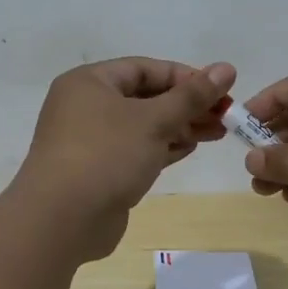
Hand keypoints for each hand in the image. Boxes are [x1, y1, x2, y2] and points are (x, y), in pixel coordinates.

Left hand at [12, 57, 235, 260]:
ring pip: (142, 125)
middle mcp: (86, 106)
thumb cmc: (106, 155)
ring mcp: (90, 141)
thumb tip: (226, 68)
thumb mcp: (154, 120)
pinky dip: (162, 147)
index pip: (145, 68)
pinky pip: (136, 150)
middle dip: (186, 105)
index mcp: (90, 82)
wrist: (61, 220)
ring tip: (217, 132)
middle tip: (225, 115)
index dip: (185, 77)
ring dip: (179, 127)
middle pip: (145, 96)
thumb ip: (192, 95)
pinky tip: (191, 148)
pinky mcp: (98, 171)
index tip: (220, 90)